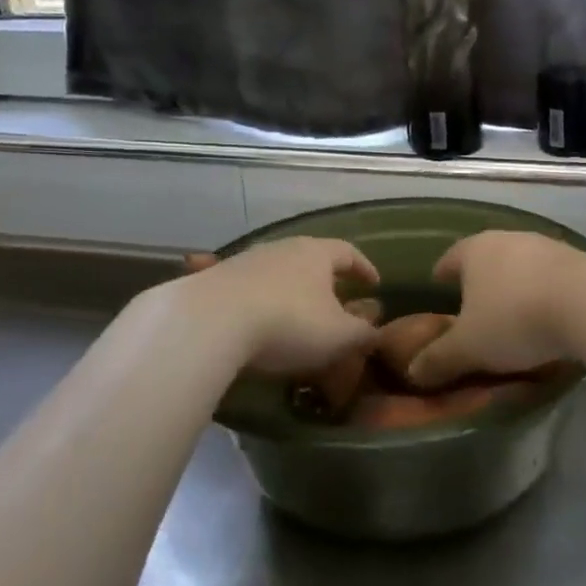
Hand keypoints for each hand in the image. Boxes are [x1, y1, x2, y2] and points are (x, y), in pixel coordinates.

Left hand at [176, 238, 380, 375]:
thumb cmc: (289, 323)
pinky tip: (256, 322)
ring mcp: (245, 261)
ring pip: (277, 272)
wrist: (210, 322)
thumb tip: (375, 333)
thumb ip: (362, 334)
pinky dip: (258, 303)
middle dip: (325, 279)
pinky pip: (247, 289)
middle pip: (310, 258)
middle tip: (336, 300)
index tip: (374, 284)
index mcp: (316, 253)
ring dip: (290, 291)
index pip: (348, 252)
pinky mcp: (215, 280)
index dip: (364, 268)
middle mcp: (281, 248)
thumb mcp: (338, 336)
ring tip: (295, 315)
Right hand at [408, 231, 585, 388]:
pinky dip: (543, 294)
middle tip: (473, 311)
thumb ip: (439, 359)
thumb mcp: (469, 348)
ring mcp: (546, 246)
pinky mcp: (579, 260)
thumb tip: (413, 371)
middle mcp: (508, 239)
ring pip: (520, 267)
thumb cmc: (515, 320)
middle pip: (485, 259)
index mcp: (474, 251)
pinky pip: (550, 278)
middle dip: (479, 283)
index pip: (448, 259)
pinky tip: (547, 317)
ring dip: (514, 287)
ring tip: (512, 316)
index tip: (438, 291)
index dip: (440, 277)